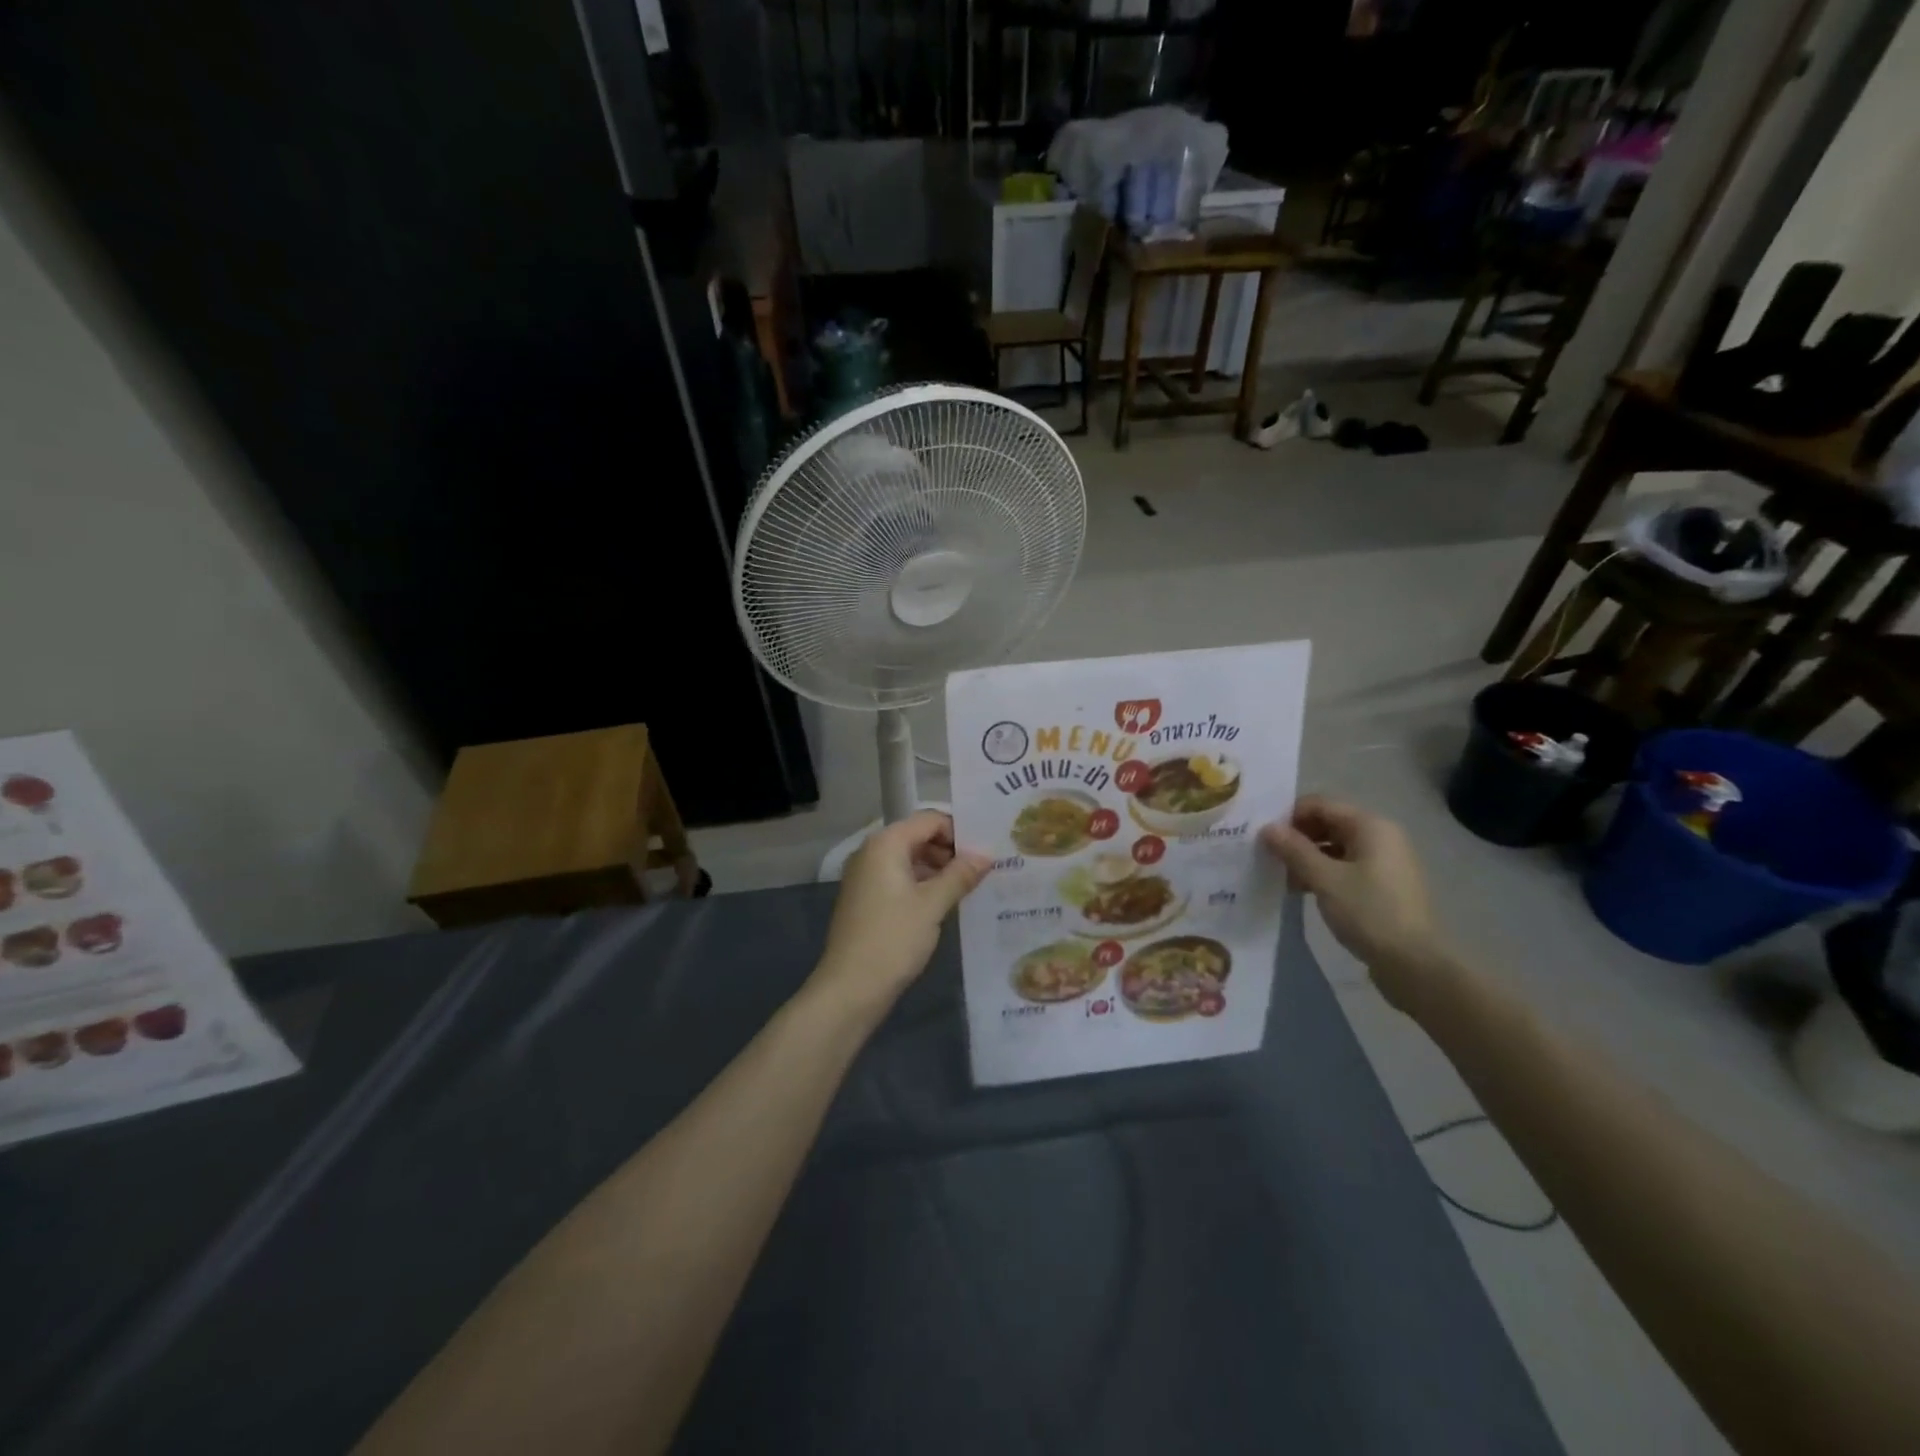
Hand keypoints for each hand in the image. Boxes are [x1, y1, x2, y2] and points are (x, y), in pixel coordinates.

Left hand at [812, 811, 991, 1011]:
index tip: (986, 852)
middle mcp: (872, 852)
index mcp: (886, 843)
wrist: (850, 988)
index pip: (930, 819)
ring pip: (910, 858)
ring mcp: (866, 875)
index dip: (959, 832)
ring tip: (969, 888)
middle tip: (982, 871)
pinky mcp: (866, 897)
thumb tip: (986, 855)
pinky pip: (900, 878)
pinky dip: (923, 884)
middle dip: (950, 850)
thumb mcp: (933, 905)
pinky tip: (945, 903)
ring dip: (938, 869)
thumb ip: (960, 875)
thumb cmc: (893, 939)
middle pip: (919, 836)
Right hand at [1259, 796, 1451, 1011]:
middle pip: (1329, 823)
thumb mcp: (1324, 879)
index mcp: (1370, 826)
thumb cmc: (1368, 912)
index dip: (1289, 815)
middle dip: (1297, 837)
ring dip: (1307, 857)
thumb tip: (1267, 828)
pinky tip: (1302, 890)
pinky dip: (1323, 872)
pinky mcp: (1384, 885)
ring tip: (1282, 877)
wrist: (1414, 964)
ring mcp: (1385, 861)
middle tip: (1269, 856)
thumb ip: (1293, 850)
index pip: (1320, 804)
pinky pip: (1346, 866)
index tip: (1263, 835)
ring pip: (1336, 846)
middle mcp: (1381, 836)